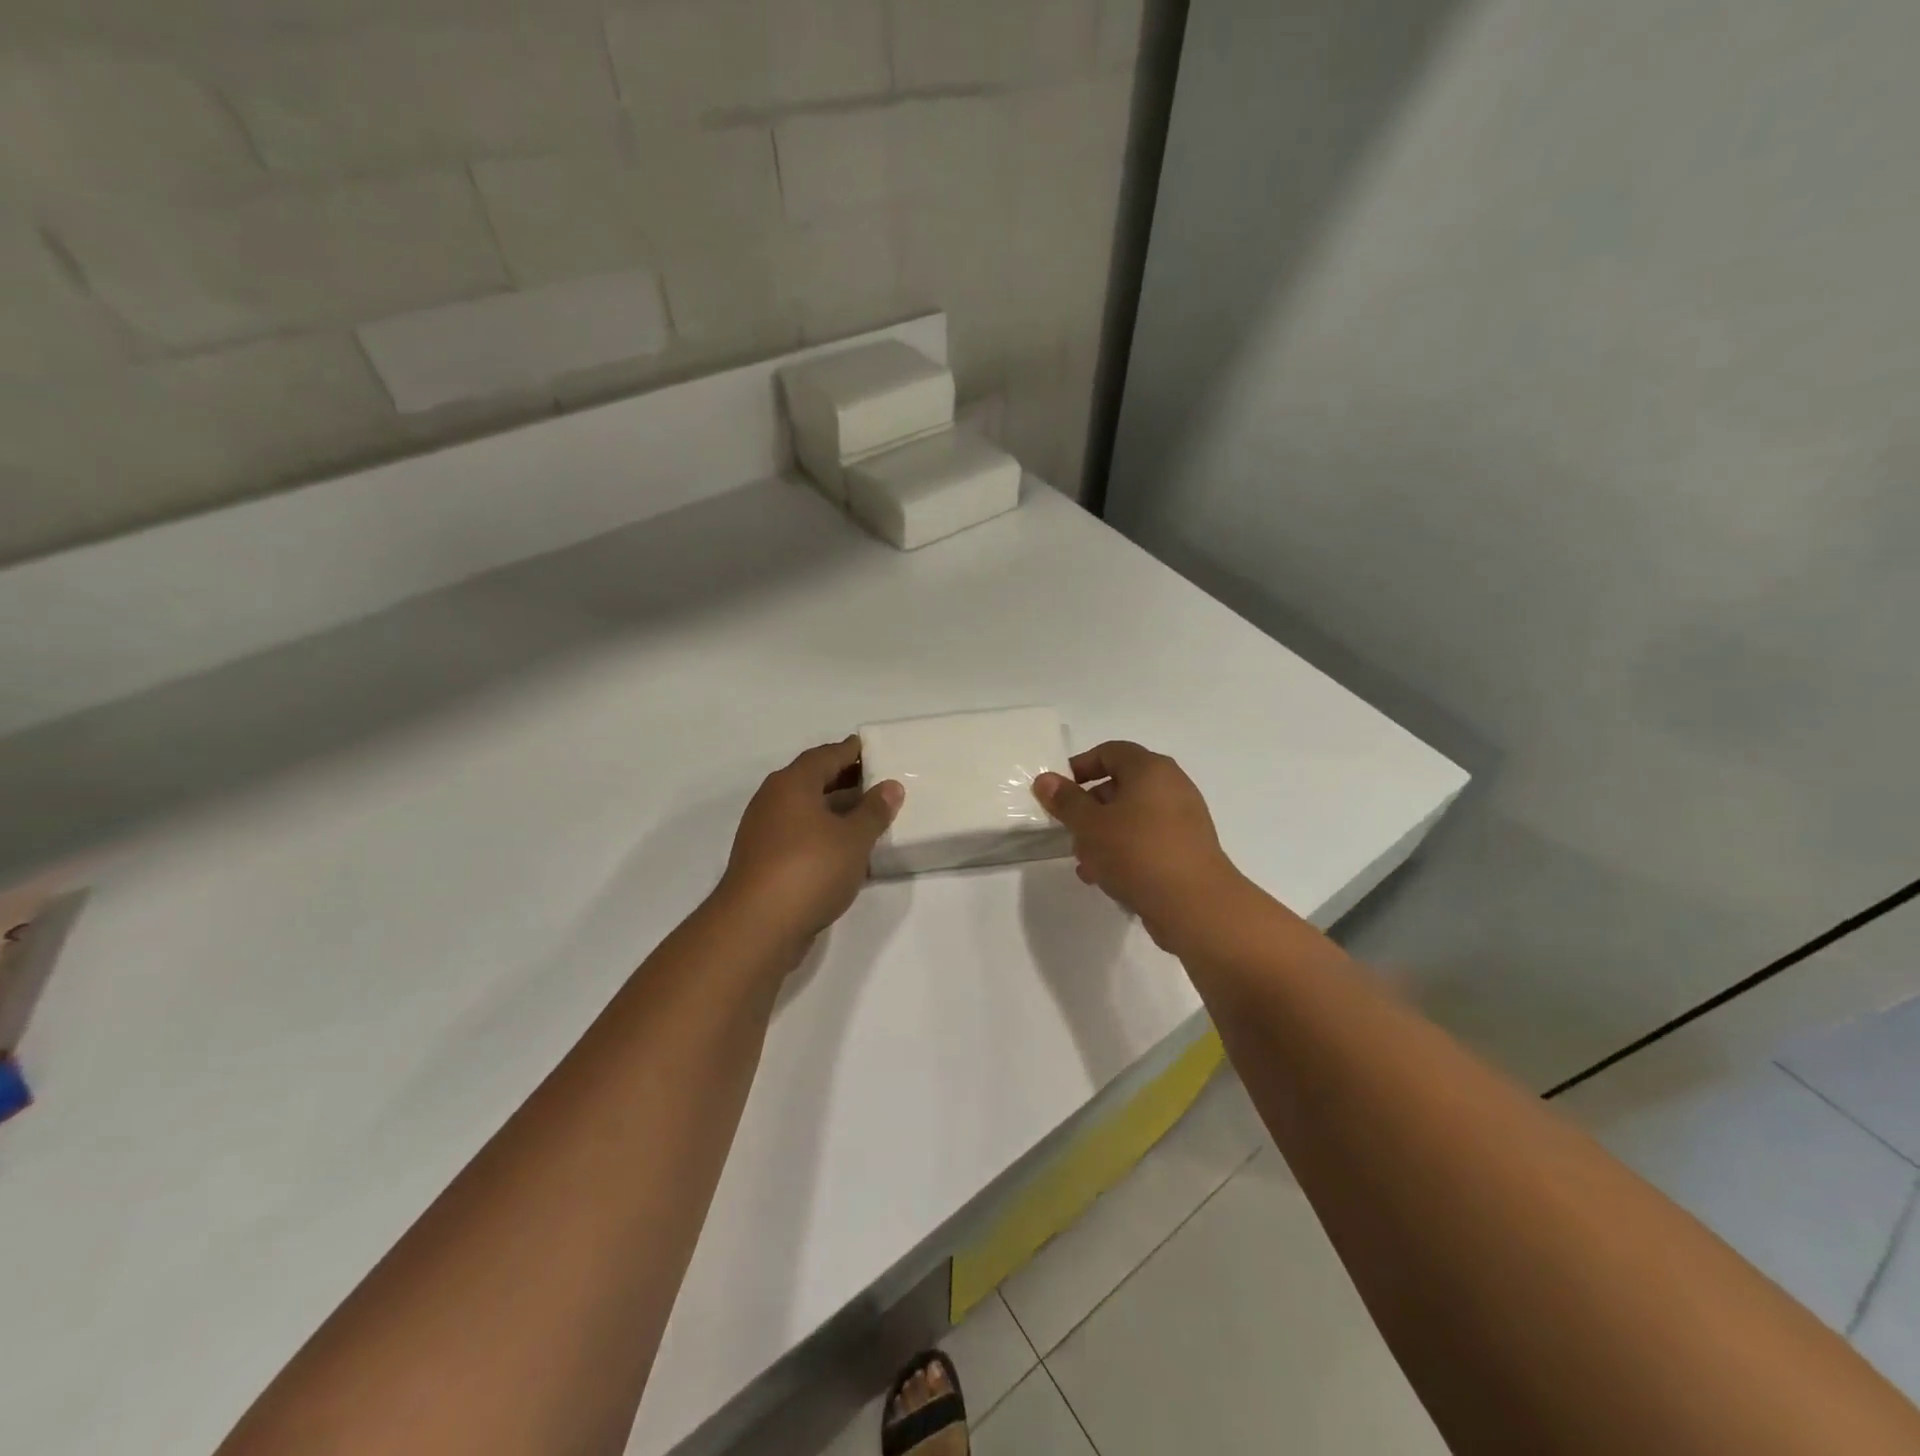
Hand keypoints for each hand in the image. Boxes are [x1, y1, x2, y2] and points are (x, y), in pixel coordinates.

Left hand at [718, 737, 903, 941]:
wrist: (757, 926)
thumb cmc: (810, 869)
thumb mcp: (854, 839)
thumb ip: (874, 811)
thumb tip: (890, 786)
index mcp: (792, 784)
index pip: (825, 756)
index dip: (850, 751)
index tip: (871, 749)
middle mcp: (773, 800)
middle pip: (813, 780)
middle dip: (844, 780)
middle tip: (877, 781)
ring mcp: (764, 832)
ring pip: (805, 810)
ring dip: (834, 810)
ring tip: (868, 816)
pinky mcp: (763, 861)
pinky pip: (799, 835)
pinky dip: (822, 835)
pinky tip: (845, 850)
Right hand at [1033, 741, 1244, 951]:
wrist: (1195, 906)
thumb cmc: (1137, 853)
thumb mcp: (1090, 825)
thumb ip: (1066, 801)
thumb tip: (1045, 779)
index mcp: (1150, 769)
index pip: (1110, 751)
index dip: (1081, 766)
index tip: (1058, 791)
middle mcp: (1172, 786)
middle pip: (1121, 785)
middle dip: (1089, 808)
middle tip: (1069, 831)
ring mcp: (1184, 819)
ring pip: (1133, 817)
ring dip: (1104, 835)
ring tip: (1085, 862)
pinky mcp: (1188, 850)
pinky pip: (1148, 840)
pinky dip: (1126, 851)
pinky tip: (1107, 878)